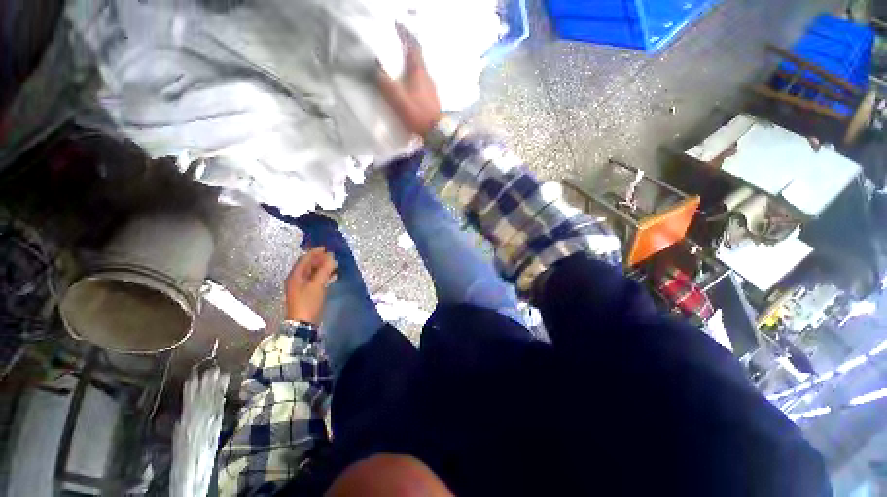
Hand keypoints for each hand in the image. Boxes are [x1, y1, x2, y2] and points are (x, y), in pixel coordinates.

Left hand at [285, 247, 337, 324]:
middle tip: (332, 256)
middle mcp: (297, 279)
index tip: (326, 248)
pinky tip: (333, 276)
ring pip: (313, 273)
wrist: (304, 324)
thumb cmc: (308, 302)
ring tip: (335, 264)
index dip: (315, 253)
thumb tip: (331, 257)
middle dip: (320, 259)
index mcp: (295, 276)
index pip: (304, 259)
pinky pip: (316, 280)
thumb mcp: (317, 284)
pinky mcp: (309, 293)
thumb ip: (324, 270)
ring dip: (323, 267)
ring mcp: (302, 287)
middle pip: (308, 265)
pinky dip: (324, 276)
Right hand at [377, 26, 441, 136]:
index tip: (396, 29)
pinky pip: (421, 83)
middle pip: (417, 58)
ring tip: (399, 68)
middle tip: (394, 50)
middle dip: (406, 52)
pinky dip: (413, 79)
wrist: (436, 133)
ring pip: (419, 71)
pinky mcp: (432, 99)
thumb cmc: (418, 114)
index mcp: (419, 72)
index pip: (414, 47)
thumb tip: (375, 69)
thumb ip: (386, 84)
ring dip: (410, 67)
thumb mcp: (398, 100)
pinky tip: (408, 87)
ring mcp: (431, 88)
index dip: (405, 36)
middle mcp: (427, 77)